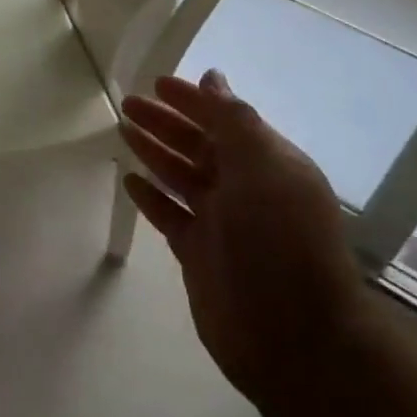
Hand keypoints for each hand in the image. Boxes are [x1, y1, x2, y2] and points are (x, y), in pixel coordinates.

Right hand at [121, 71, 365, 404]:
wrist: (293, 338)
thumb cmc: (280, 241)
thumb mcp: (264, 167)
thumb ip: (234, 120)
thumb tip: (213, 79)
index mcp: (268, 163)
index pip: (224, 120)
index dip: (192, 100)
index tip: (156, 83)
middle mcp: (245, 189)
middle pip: (198, 145)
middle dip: (165, 122)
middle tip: (127, 103)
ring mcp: (221, 222)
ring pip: (180, 175)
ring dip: (154, 151)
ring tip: (123, 129)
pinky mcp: (199, 253)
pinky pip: (169, 214)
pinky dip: (150, 196)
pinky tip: (129, 179)